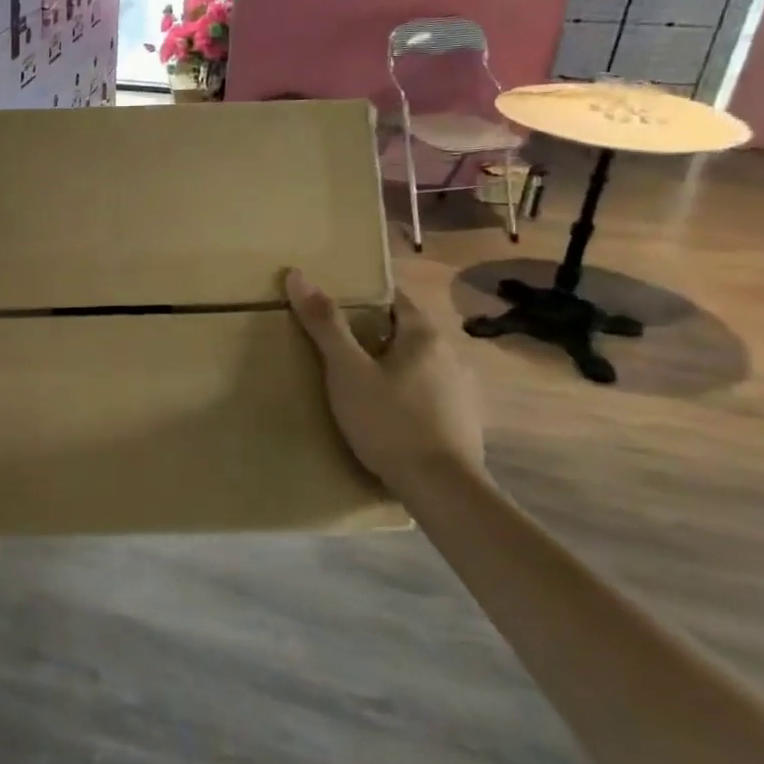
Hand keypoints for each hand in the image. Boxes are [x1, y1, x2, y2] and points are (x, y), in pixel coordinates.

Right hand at [284, 272, 483, 488]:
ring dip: (394, 366)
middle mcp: (451, 355)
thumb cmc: (389, 421)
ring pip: (420, 364)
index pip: (395, 298)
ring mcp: (463, 391)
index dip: (365, 297)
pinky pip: (430, 393)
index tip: (336, 304)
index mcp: (424, 336)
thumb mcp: (347, 371)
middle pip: (407, 332)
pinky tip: (389, 414)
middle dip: (375, 334)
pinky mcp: (465, 422)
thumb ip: (325, 324)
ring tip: (360, 383)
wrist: (442, 489)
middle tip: (338, 346)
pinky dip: (409, 394)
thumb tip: (297, 275)